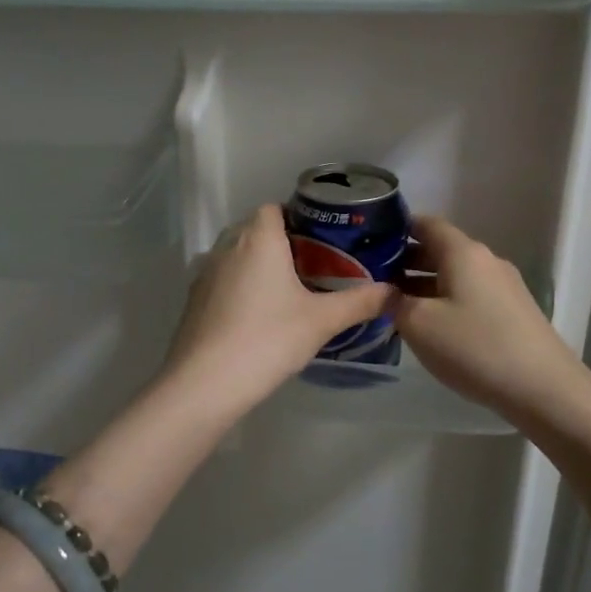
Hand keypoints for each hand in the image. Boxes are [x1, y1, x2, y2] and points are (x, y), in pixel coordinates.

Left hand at [159, 204, 391, 412]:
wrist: (205, 383)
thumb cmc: (267, 339)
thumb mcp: (322, 321)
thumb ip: (361, 302)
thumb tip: (396, 292)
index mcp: (258, 238)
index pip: (275, 208)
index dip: (300, 218)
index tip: (324, 241)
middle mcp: (227, 246)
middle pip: (257, 230)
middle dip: (284, 243)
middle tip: (316, 268)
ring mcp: (205, 273)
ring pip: (238, 256)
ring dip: (261, 266)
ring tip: (291, 292)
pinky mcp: (195, 300)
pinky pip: (224, 280)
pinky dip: (242, 287)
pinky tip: (260, 317)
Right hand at [393, 215, 589, 422]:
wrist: (543, 387)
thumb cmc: (474, 347)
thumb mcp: (419, 324)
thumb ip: (393, 302)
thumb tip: (383, 290)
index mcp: (462, 252)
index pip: (425, 223)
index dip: (396, 229)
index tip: (368, 244)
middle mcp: (486, 260)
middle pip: (440, 250)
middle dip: (405, 262)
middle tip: (373, 281)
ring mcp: (504, 286)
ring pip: (454, 275)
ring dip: (424, 285)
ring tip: (396, 308)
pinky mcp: (513, 311)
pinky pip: (470, 295)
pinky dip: (446, 301)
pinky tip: (431, 328)